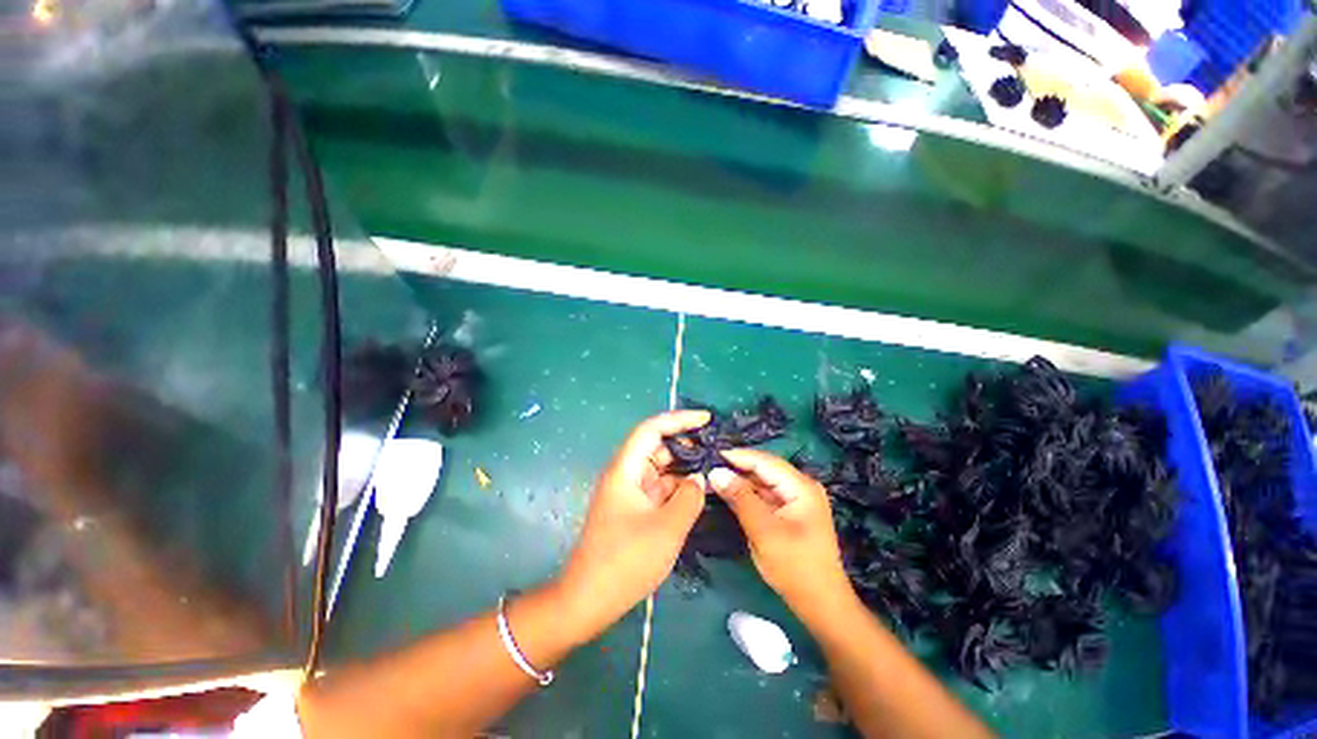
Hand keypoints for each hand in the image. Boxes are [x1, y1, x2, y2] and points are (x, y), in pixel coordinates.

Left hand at [557, 410, 710, 635]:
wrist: (588, 601)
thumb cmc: (625, 561)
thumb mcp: (666, 528)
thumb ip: (689, 497)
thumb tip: (699, 478)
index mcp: (625, 470)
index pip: (651, 429)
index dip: (678, 419)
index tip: (706, 419)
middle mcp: (626, 475)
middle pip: (657, 447)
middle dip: (686, 444)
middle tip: (717, 449)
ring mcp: (630, 493)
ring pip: (660, 469)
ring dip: (684, 467)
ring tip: (714, 468)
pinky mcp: (634, 509)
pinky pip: (659, 489)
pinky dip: (678, 487)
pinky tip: (699, 491)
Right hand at [709, 449, 855, 620]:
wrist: (821, 605)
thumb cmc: (795, 568)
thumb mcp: (763, 531)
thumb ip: (740, 498)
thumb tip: (715, 472)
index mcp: (800, 486)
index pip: (764, 461)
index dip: (736, 456)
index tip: (709, 455)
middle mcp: (800, 486)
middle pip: (763, 469)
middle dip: (736, 468)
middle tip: (707, 467)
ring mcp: (796, 499)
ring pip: (762, 482)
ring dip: (739, 481)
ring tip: (712, 478)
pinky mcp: (789, 511)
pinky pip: (764, 495)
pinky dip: (746, 494)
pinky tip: (728, 494)